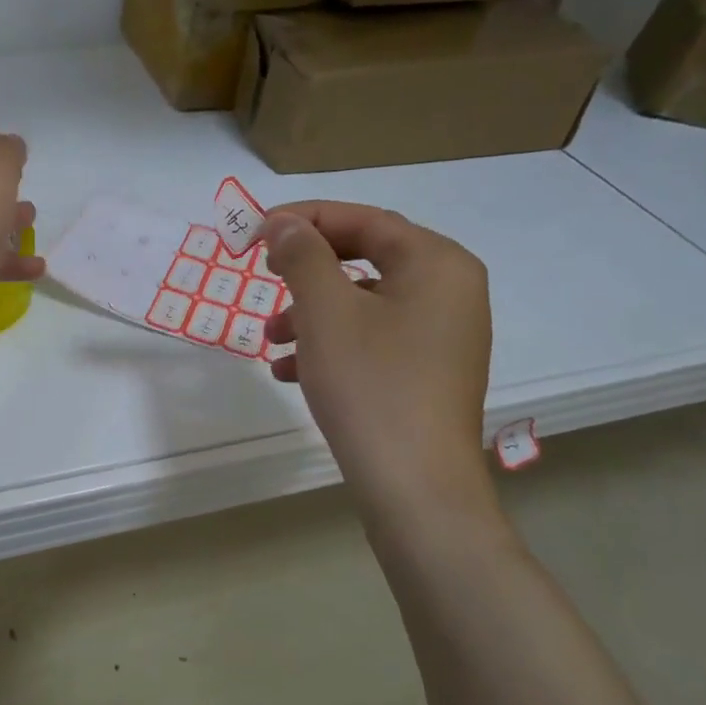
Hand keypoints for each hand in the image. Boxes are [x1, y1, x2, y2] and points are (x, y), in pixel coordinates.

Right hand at [261, 202, 493, 517]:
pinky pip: (373, 339)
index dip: (305, 218)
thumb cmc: (370, 386)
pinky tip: (290, 371)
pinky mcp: (429, 372)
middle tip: (262, 276)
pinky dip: (331, 345)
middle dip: (306, 271)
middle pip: (365, 259)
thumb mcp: (326, 313)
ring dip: (311, 313)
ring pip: (364, 303)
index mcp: (436, 263)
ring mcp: (443, 334)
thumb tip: (284, 223)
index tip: (255, 232)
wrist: (415, 486)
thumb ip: (302, 256)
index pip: (364, 219)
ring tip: (270, 340)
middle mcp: (450, 290)